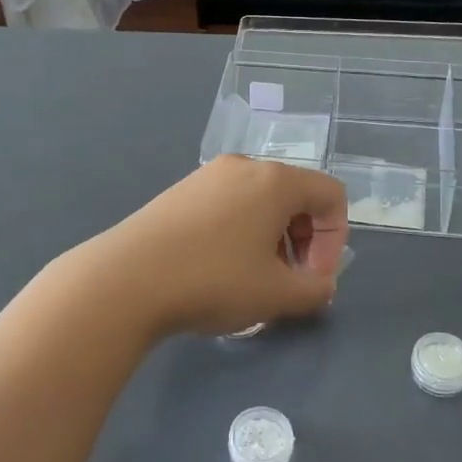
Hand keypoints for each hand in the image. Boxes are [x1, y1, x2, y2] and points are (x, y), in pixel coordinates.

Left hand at [83, 156, 348, 337]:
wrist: (125, 279)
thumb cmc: (213, 281)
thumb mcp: (276, 295)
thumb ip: (314, 290)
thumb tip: (321, 285)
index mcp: (275, 181)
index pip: (331, 196)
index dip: (335, 240)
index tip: (314, 278)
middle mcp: (244, 167)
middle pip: (296, 196)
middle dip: (303, 240)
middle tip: (288, 281)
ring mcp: (207, 176)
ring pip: (260, 202)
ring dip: (272, 239)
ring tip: (253, 279)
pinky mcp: (180, 192)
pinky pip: (229, 205)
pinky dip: (241, 233)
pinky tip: (219, 269)